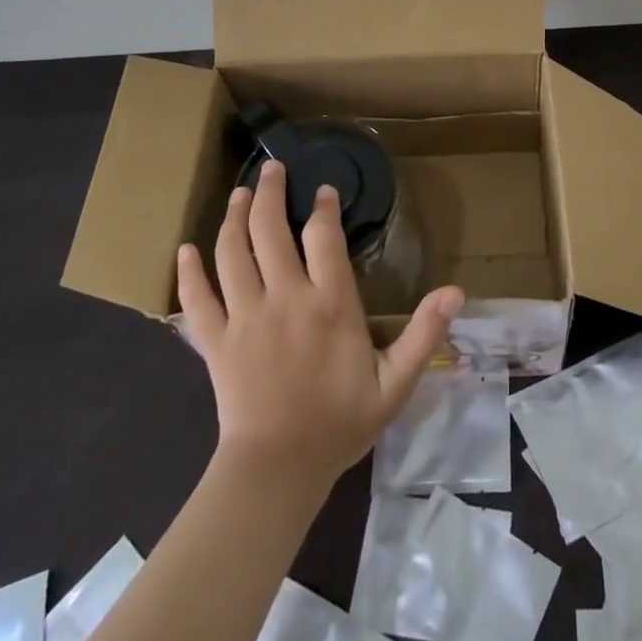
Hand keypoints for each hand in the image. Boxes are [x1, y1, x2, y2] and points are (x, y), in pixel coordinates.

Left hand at [176, 160, 464, 488]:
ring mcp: (245, 317)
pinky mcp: (215, 341)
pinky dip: (189, 271)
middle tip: (271, 169)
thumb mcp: (395, 383)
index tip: (322, 191)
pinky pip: (196, 298)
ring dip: (233, 218)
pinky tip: (184, 250)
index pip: (323, 236)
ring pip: (232, 252)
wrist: (279, 471)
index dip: (322, 207)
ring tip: (238, 194)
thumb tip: (457, 291)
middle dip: (268, 192)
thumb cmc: (340, 423)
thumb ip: (424, 334)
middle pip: (269, 230)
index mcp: (330, 303)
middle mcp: (285, 298)